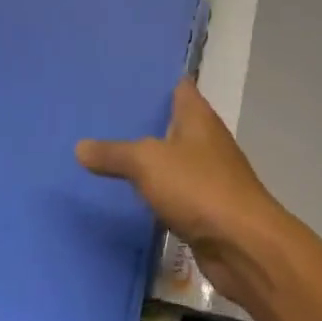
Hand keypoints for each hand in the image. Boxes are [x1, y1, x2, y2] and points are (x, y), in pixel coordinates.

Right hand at [76, 81, 291, 305]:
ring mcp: (208, 173)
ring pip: (173, 157)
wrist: (241, 244)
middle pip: (174, 121)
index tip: (126, 76)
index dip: (157, 80)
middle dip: (145, 119)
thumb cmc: (199, 187)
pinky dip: (155, 188)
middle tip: (104, 115)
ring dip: (149, 156)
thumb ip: (114, 153)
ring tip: (109, 150)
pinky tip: (130, 192)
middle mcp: (206, 139)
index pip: (179, 86)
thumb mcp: (148, 163)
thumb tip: (79, 146)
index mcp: (198, 116)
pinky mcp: (206, 207)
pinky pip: (174, 189)